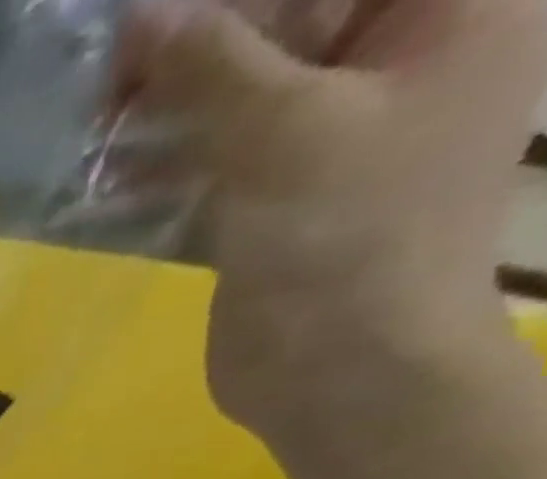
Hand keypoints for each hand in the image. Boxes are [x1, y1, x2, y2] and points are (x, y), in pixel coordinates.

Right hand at [118, 0, 546, 449]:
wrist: (342, 373)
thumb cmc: (344, 237)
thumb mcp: (282, 131)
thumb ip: (213, 65)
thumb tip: (142, 16)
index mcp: (450, 7)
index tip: (151, 16)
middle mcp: (399, 56)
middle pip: (290, 19)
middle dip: (196, 42)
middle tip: (110, 71)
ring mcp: (335, 134)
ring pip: (243, 92)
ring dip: (169, 107)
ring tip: (96, 125)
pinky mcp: (279, 200)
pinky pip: (220, 158)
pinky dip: (167, 165)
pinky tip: (109, 179)